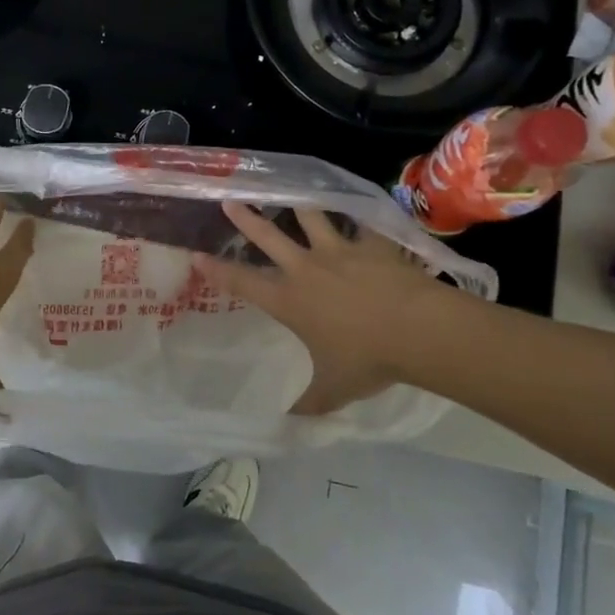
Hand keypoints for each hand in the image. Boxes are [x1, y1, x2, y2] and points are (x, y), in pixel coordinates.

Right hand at [193, 203, 462, 416]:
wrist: (416, 329)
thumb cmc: (368, 359)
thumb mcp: (334, 389)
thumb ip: (310, 403)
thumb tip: (291, 423)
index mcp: (290, 301)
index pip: (243, 284)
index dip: (218, 270)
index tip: (197, 255)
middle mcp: (307, 269)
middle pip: (269, 238)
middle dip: (247, 219)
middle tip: (230, 200)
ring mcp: (340, 251)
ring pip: (312, 219)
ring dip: (299, 205)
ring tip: (292, 191)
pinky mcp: (373, 244)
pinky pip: (364, 225)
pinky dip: (361, 218)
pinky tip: (362, 209)